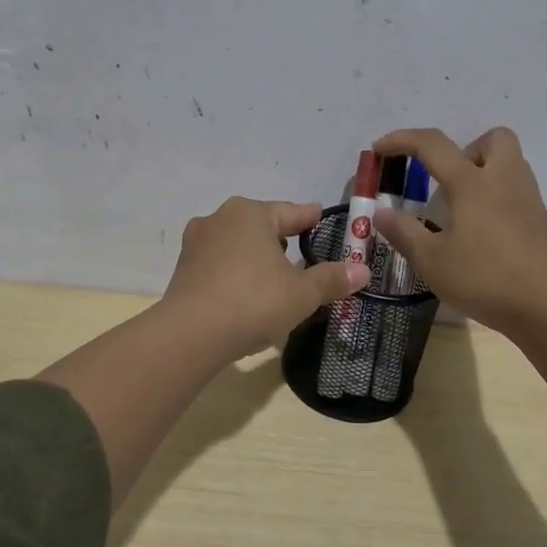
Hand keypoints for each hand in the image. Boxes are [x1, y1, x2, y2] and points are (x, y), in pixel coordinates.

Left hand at [162, 197, 370, 360]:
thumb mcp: (301, 294)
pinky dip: (236, 273)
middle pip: (261, 224)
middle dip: (281, 239)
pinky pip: (219, 264)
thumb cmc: (253, 302)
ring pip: (237, 243)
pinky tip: (246, 293)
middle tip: (303, 256)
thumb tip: (362, 271)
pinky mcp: (183, 268)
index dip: (311, 218)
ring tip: (274, 277)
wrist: (190, 334)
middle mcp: (220, 218)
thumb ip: (331, 279)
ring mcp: (197, 243)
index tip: (322, 218)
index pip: (292, 212)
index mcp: (251, 213)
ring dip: (256, 256)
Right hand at [371, 127, 546, 338]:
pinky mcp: (543, 223)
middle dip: (466, 149)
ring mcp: (529, 200)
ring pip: (510, 164)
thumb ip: (403, 232)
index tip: (380, 149)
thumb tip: (381, 213)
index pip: (433, 144)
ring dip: (484, 173)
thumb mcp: (431, 260)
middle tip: (447, 182)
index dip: (402, 140)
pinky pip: (518, 195)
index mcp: (472, 183)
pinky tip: (485, 237)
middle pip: (494, 138)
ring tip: (462, 211)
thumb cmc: (484, 278)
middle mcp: (504, 181)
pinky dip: (498, 202)